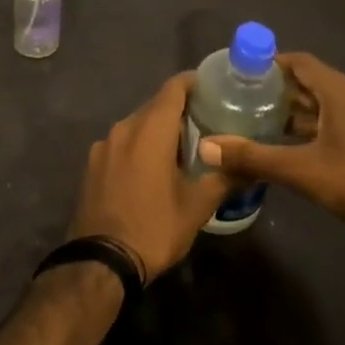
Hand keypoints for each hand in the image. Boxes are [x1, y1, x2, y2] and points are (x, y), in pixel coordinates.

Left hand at [68, 73, 230, 284]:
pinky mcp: (92, 164)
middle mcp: (123, 128)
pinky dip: (139, 145)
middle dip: (180, 110)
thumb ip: (224, 179)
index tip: (214, 86)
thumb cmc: (154, 228)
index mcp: (149, 130)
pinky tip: (153, 167)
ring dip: (159, 130)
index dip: (194, 82)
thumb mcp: (197, 207)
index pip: (173, 89)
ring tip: (184, 147)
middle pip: (155, 106)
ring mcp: (103, 146)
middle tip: (208, 122)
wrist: (101, 262)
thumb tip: (252, 166)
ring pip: (137, 125)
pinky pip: (122, 143)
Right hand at [196, 53, 344, 242]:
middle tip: (245, 104)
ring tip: (266, 126)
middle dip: (279, 91)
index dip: (268, 64)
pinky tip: (304, 149)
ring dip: (300, 111)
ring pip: (329, 103)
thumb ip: (255, 158)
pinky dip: (320, 125)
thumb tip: (207, 146)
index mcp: (341, 91)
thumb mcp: (305, 172)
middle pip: (312, 81)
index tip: (239, 76)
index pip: (298, 62)